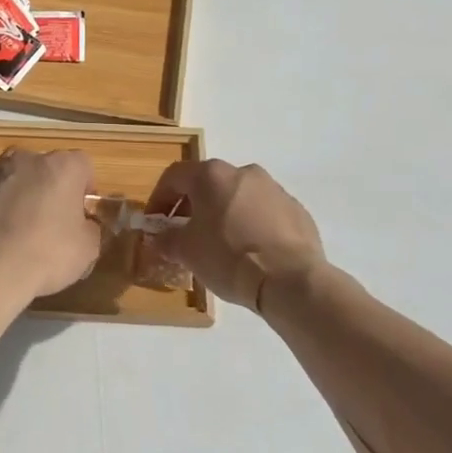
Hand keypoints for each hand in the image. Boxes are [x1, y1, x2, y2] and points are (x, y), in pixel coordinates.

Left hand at [0, 146, 98, 306]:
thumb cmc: (47, 256)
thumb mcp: (88, 250)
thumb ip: (89, 228)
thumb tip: (82, 224)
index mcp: (65, 167)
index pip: (83, 165)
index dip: (84, 188)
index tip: (80, 213)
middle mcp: (30, 158)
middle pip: (46, 164)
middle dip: (50, 185)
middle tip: (49, 219)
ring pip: (12, 165)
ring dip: (17, 181)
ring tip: (15, 213)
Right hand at [145, 159, 327, 310]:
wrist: (290, 280)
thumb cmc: (229, 257)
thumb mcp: (187, 252)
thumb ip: (166, 240)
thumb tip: (157, 238)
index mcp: (212, 175)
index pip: (174, 176)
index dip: (159, 198)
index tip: (155, 222)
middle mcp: (243, 172)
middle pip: (208, 184)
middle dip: (192, 207)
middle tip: (185, 234)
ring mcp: (274, 189)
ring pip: (238, 197)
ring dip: (223, 214)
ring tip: (219, 245)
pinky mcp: (296, 210)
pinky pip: (264, 213)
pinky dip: (251, 225)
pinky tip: (250, 253)